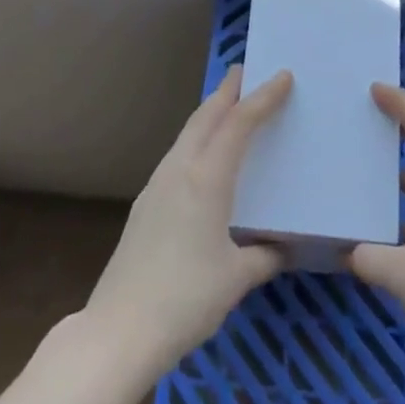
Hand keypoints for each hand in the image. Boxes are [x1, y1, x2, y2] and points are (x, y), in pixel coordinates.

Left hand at [84, 65, 291, 378]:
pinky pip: (177, 155)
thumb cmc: (186, 299)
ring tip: (228, 106)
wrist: (119, 330)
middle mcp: (179, 170)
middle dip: (227, 91)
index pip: (239, 123)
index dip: (262, 97)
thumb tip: (284, 247)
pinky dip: (196, 139)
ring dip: (209, 114)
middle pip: (205, 117)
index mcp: (206, 179)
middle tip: (246, 73)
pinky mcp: (145, 204)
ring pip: (187, 134)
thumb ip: (265, 256)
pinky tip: (203, 157)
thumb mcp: (237, 278)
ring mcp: (156, 185)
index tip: (283, 75)